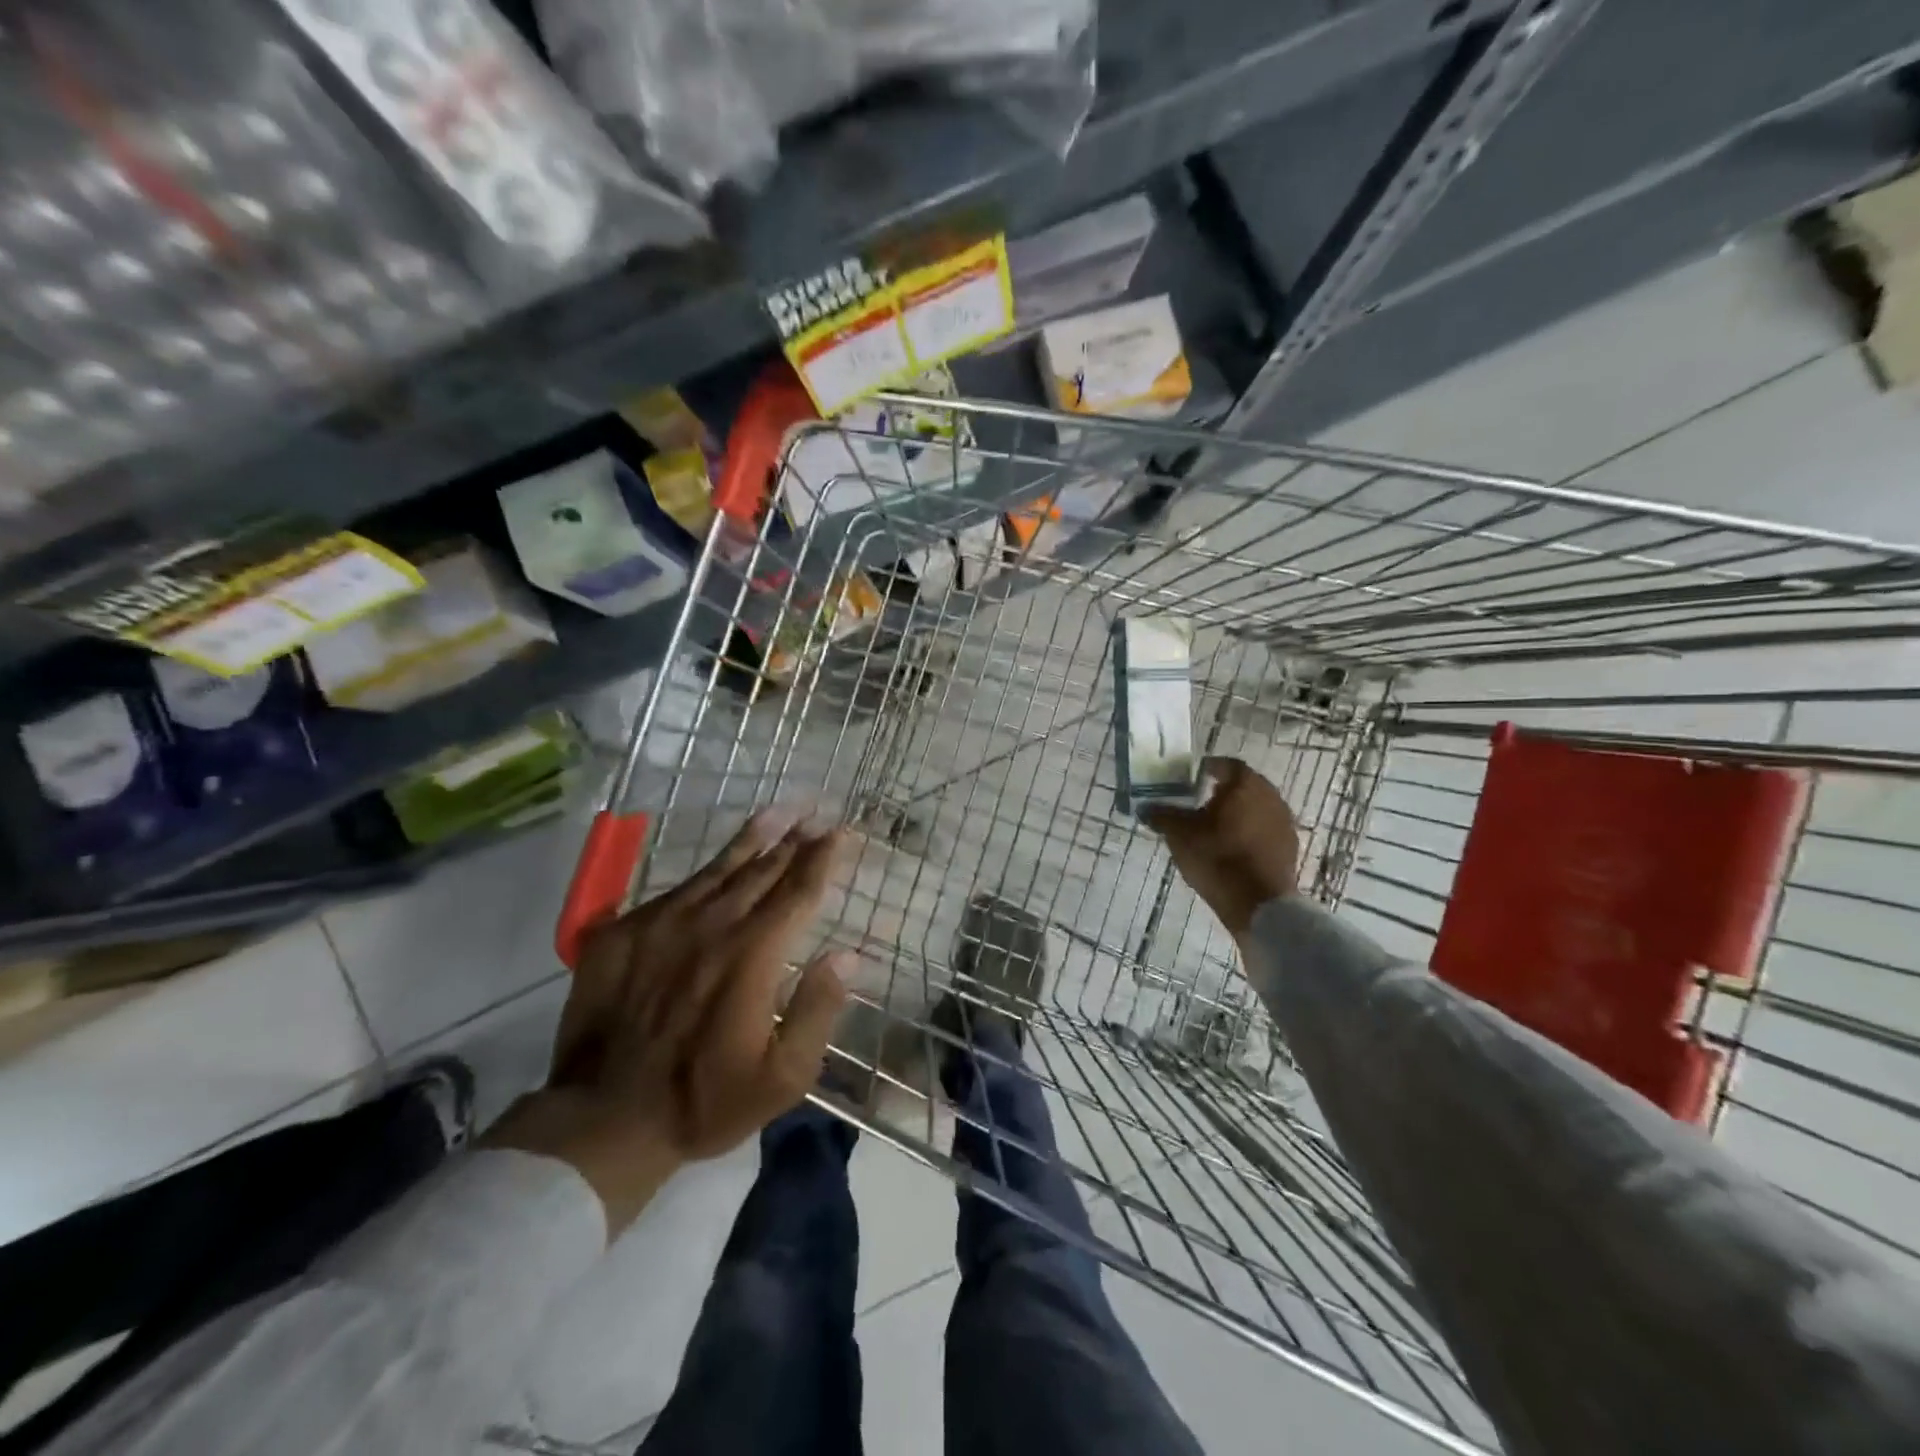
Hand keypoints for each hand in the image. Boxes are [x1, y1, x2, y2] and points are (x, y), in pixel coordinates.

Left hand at [487, 809, 853, 1230]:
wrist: (602, 1120)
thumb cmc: (704, 1101)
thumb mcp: (783, 1076)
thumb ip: (818, 1009)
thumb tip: (847, 955)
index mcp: (753, 954)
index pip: (798, 891)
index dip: (823, 858)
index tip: (842, 832)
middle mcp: (711, 924)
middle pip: (762, 869)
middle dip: (794, 840)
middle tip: (815, 815)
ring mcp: (661, 922)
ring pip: (718, 868)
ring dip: (753, 839)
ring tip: (777, 813)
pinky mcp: (621, 931)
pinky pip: (674, 889)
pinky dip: (705, 872)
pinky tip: (715, 865)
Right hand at [1144, 757, 1299, 937]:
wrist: (1260, 904)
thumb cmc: (1217, 858)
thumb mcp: (1179, 835)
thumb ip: (1162, 815)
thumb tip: (1146, 807)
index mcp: (1244, 784)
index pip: (1226, 765)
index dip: (1207, 768)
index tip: (1191, 778)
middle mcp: (1270, 795)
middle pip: (1243, 785)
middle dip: (1222, 791)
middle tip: (1198, 802)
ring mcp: (1284, 822)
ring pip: (1255, 807)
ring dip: (1237, 812)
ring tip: (1213, 828)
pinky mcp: (1289, 847)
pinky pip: (1264, 829)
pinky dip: (1248, 832)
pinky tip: (1231, 848)